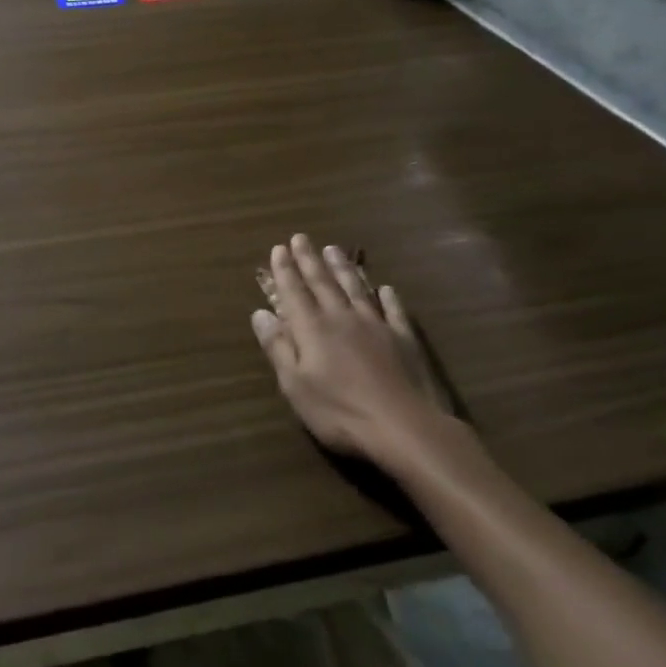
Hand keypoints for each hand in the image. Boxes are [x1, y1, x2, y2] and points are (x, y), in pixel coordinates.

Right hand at [252, 234, 461, 477]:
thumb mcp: (295, 384)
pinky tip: (386, 288)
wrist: (406, 428)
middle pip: (323, 283)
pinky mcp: (404, 341)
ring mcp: (376, 327)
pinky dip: (388, 298)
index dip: (285, 270)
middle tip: (301, 238)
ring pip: (356, 290)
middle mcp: (342, 318)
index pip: (294, 292)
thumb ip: (277, 347)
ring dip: (343, 269)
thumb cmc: (340, 411)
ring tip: (334, 249)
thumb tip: (259, 313)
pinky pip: (394, 312)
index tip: (279, 248)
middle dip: (310, 260)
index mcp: (312, 328)